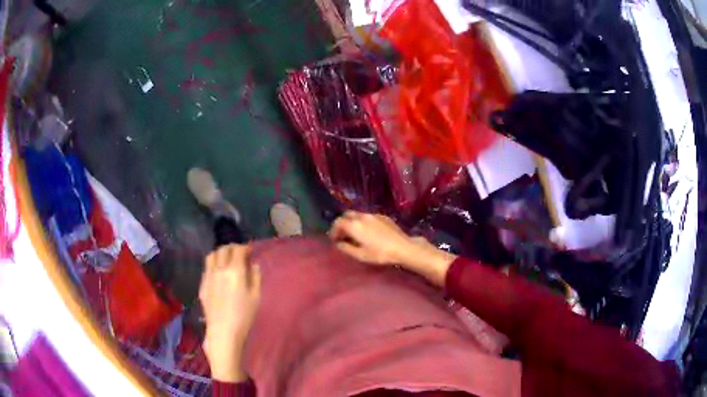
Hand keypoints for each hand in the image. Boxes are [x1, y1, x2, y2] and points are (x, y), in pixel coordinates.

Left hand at [199, 244, 260, 382]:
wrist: (223, 332)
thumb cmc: (244, 316)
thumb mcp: (256, 297)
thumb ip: (255, 277)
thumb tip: (253, 265)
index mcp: (235, 271)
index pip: (238, 250)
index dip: (245, 247)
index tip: (250, 251)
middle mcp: (219, 269)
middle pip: (223, 249)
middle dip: (232, 248)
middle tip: (239, 254)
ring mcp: (208, 276)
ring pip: (211, 256)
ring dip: (220, 253)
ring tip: (227, 260)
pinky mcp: (202, 285)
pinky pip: (207, 268)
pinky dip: (214, 264)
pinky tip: (219, 274)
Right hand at [329, 211, 455, 285]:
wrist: (402, 247)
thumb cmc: (379, 254)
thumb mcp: (360, 255)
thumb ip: (346, 248)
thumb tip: (338, 243)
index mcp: (354, 225)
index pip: (338, 223)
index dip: (333, 231)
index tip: (334, 239)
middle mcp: (362, 216)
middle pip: (346, 215)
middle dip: (342, 224)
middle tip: (343, 235)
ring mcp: (373, 215)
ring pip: (357, 214)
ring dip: (352, 222)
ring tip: (355, 234)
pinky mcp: (382, 216)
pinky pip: (368, 216)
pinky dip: (363, 222)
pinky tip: (368, 232)